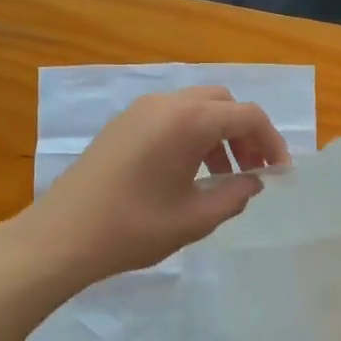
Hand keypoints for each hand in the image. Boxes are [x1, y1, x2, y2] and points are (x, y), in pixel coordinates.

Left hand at [25, 87, 290, 284]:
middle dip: (245, 134)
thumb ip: (234, 195)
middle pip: (222, 104)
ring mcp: (139, 111)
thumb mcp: (195, 218)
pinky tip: (188, 173)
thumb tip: (253, 182)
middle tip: (251, 172)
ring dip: (219, 135)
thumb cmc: (133, 228)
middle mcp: (165, 104)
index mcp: (187, 121)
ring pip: (196, 108)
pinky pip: (171, 117)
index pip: (247, 116)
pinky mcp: (122, 125)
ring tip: (222, 177)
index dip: (271, 143)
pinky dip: (192, 135)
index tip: (279, 174)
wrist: (60, 237)